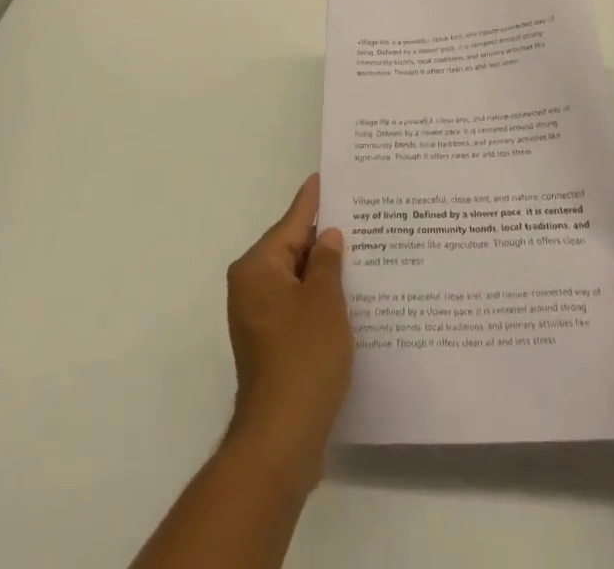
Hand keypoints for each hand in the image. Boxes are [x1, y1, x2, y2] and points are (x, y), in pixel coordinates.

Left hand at [223, 174, 351, 480]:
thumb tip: (328, 237)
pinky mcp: (270, 342)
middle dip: (324, 237)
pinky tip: (349, 295)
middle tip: (360, 215)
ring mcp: (258, 317)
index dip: (314, 199)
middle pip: (292, 248)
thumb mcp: (324, 301)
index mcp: (258, 267)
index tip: (327, 176)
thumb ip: (327, 262)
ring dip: (324, 270)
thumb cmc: (304, 358)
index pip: (292, 221)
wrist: (281, 438)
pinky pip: (297, 304)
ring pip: (296, 278)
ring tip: (362, 250)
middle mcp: (251, 286)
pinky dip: (319, 297)